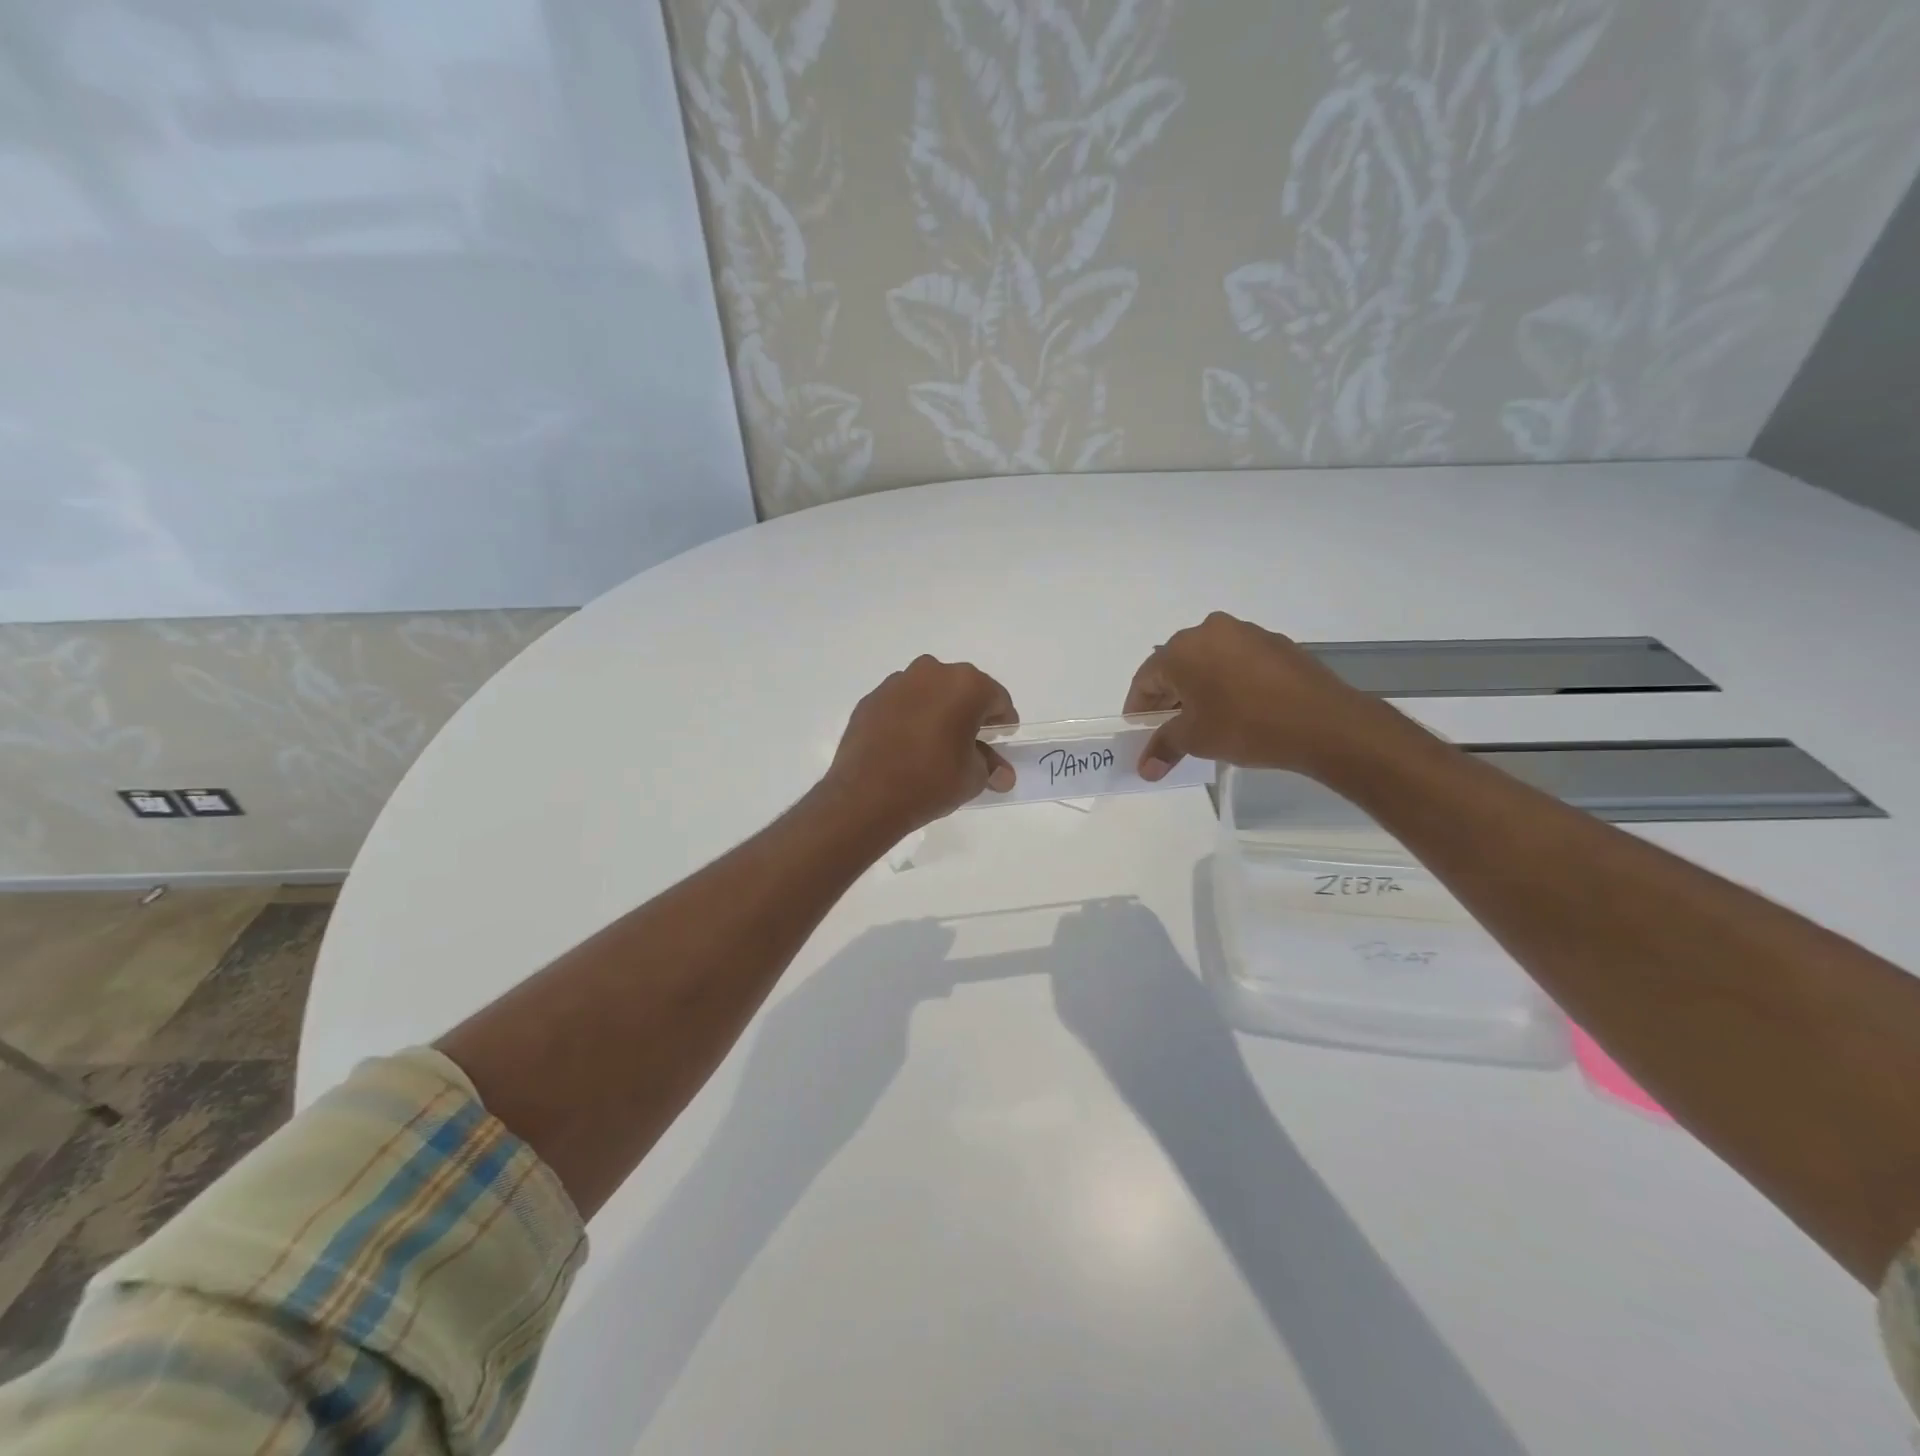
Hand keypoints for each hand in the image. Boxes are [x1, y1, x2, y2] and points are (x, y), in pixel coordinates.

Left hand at [824, 656, 1018, 833]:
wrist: (866, 797)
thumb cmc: (931, 781)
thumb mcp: (973, 778)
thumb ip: (990, 767)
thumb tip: (1001, 775)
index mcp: (966, 685)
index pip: (997, 699)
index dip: (1002, 721)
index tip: (1001, 739)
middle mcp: (932, 673)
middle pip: (962, 689)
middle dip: (969, 712)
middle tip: (970, 742)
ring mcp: (896, 683)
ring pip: (929, 692)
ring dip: (937, 711)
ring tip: (936, 745)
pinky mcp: (870, 700)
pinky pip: (901, 704)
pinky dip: (909, 718)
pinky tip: (906, 745)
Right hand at [1124, 612, 1390, 777]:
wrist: (1324, 722)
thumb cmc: (1245, 726)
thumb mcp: (1196, 740)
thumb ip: (1163, 747)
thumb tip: (1144, 768)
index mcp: (1182, 649)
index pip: (1146, 679)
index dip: (1138, 709)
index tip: (1140, 733)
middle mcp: (1210, 631)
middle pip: (1176, 665)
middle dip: (1168, 698)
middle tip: (1169, 729)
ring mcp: (1246, 633)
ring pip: (1208, 661)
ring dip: (1199, 688)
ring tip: (1205, 720)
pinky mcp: (1276, 644)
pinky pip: (1238, 662)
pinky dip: (1228, 682)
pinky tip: (1239, 709)